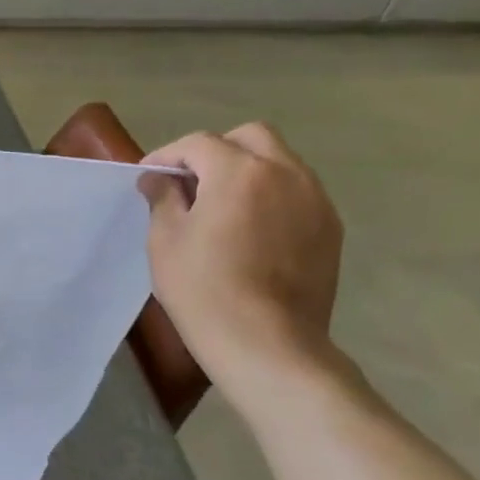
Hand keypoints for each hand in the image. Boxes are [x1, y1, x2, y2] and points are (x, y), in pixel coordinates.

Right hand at [137, 123, 342, 399]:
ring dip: (247, 170)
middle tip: (191, 182)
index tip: (149, 177)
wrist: (266, 342)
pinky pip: (297, 192)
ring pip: (280, 161)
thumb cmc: (203, 289)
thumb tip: (159, 178)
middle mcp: (285, 174)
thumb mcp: (165, 241)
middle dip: (216, 150)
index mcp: (239, 172)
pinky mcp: (330, 228)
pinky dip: (271, 195)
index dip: (168, 155)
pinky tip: (251, 229)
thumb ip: (163, 198)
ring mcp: (315, 200)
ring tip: (221, 206)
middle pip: (251, 137)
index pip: (199, 143)